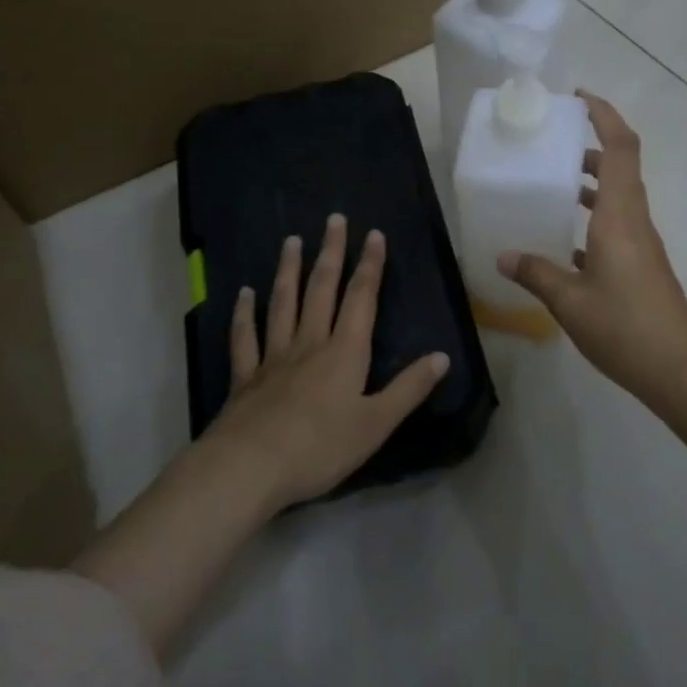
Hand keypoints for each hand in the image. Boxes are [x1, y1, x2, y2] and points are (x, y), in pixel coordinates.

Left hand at [203, 214, 450, 509]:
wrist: (251, 467)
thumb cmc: (321, 447)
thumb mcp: (376, 423)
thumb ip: (409, 389)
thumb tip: (442, 356)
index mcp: (345, 352)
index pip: (361, 298)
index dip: (370, 266)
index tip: (374, 234)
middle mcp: (309, 343)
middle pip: (321, 289)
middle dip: (331, 252)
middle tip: (334, 219)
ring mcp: (274, 356)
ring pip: (283, 303)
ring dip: (288, 270)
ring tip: (292, 240)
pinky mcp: (245, 376)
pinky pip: (245, 337)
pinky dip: (244, 313)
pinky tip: (244, 293)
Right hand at [498, 92, 686, 403]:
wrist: (678, 371)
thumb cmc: (624, 327)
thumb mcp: (569, 301)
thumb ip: (535, 273)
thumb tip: (503, 257)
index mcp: (620, 216)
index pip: (620, 148)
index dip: (604, 115)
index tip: (578, 97)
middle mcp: (635, 220)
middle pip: (620, 166)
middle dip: (589, 145)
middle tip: (552, 141)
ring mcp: (642, 243)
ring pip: (618, 195)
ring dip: (590, 182)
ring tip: (551, 183)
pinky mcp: (643, 264)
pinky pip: (617, 224)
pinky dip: (593, 217)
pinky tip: (565, 242)